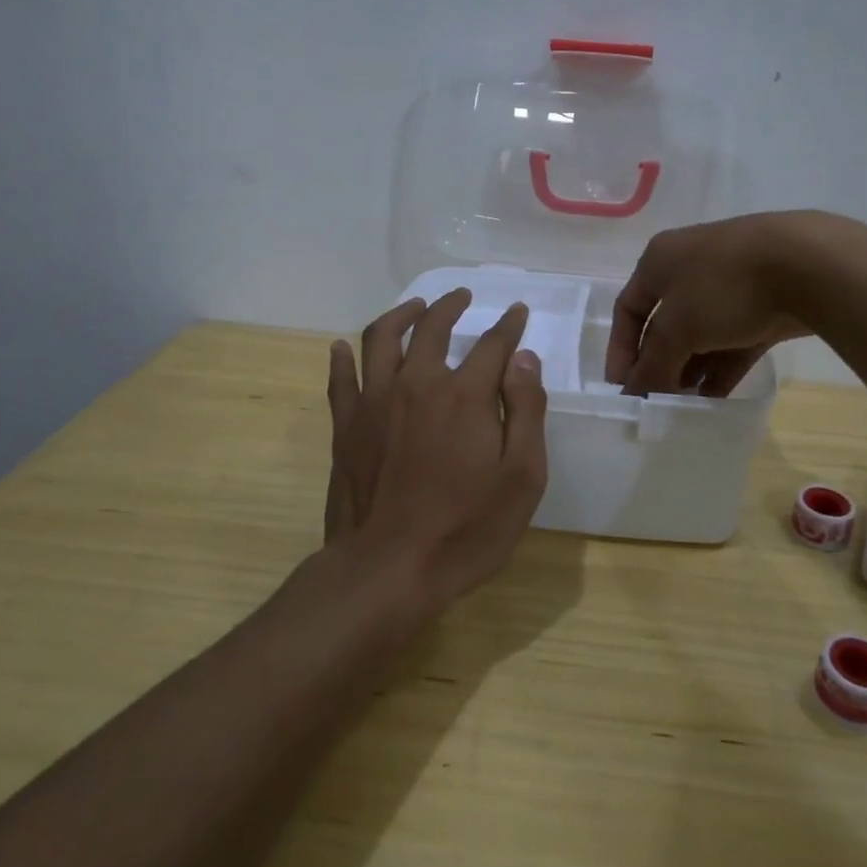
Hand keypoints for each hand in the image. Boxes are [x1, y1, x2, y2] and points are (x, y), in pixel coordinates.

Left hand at [323, 289, 548, 618]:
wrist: (388, 569)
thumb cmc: (466, 528)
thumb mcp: (522, 476)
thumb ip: (526, 410)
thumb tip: (523, 358)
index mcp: (464, 395)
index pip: (492, 344)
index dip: (508, 325)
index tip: (517, 312)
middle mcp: (417, 384)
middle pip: (432, 327)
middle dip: (450, 306)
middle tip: (461, 296)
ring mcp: (374, 402)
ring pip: (382, 338)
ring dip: (400, 314)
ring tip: (414, 307)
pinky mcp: (346, 426)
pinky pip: (341, 379)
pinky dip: (343, 357)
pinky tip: (344, 347)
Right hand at [606, 214, 817, 395]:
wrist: (807, 264)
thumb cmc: (724, 287)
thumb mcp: (677, 328)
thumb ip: (652, 364)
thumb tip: (633, 393)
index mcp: (660, 261)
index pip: (628, 309)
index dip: (620, 350)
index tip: (622, 389)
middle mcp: (690, 268)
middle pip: (664, 325)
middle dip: (658, 364)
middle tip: (657, 402)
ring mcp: (730, 285)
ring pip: (701, 335)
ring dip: (690, 370)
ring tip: (685, 406)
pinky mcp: (763, 304)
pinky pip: (733, 341)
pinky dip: (721, 368)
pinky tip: (715, 399)